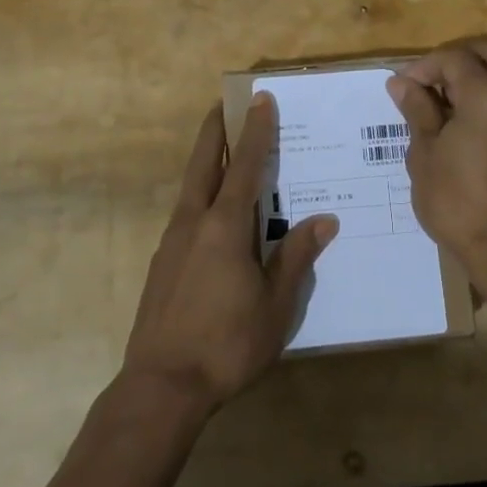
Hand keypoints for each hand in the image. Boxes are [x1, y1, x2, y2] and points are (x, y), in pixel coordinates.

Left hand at [123, 95, 337, 411]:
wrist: (161, 387)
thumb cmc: (227, 344)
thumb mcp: (276, 305)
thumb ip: (296, 257)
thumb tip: (324, 220)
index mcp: (225, 226)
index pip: (246, 166)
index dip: (256, 131)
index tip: (260, 99)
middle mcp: (194, 223)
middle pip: (204, 164)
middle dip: (216, 131)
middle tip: (223, 104)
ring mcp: (172, 242)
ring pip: (190, 187)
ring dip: (206, 162)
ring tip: (223, 152)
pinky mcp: (162, 263)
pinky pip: (186, 213)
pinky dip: (201, 195)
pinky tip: (212, 214)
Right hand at [386, 39, 486, 291]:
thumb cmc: (456, 201)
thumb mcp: (424, 153)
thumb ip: (418, 110)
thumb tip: (402, 83)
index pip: (454, 58)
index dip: (423, 67)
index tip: (403, 89)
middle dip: (460, 58)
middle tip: (433, 81)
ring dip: (481, 75)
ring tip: (449, 102)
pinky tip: (470, 124)